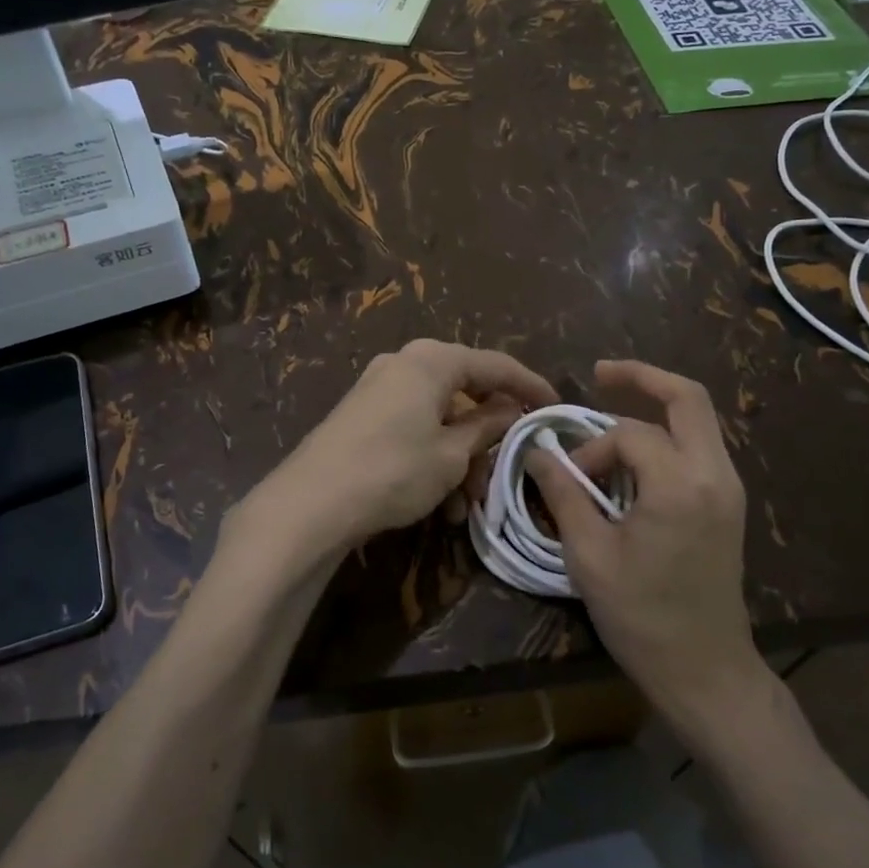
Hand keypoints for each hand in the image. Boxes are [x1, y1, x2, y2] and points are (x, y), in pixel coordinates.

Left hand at [260, 339, 557, 550]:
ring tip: (466, 507)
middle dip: (487, 439)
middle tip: (503, 473)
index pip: (496, 365)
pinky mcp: (362, 416)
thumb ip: (488, 426)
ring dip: (460, 459)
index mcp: (432, 360)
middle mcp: (404, 364)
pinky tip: (440, 503)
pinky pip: (413, 429)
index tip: (556, 407)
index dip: (530, 386)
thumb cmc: (394, 470)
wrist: (312, 502)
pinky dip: (433, 459)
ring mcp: (379, 389)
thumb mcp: (452, 454)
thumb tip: (512, 411)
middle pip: (465, 394)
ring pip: (439, 419)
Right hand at [526, 360, 763, 720]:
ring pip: (697, 421)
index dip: (591, 448)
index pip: (630, 434)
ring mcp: (728, 488)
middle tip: (599, 373)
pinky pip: (699, 448)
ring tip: (609, 419)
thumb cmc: (641, 615)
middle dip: (642, 377)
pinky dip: (667, 437)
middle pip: (688, 398)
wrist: (703, 669)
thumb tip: (537, 452)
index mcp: (681, 485)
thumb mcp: (589, 554)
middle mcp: (715, 475)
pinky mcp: (728, 504)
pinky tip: (634, 458)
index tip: (568, 479)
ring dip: (654, 411)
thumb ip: (562, 493)